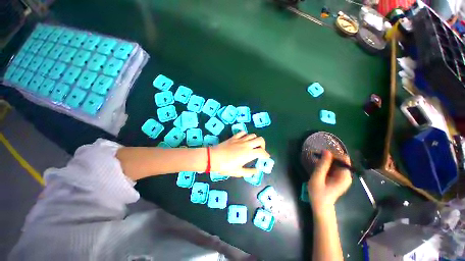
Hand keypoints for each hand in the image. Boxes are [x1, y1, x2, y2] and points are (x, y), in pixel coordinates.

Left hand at [211, 131, 269, 176]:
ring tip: (252, 145)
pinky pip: (243, 132)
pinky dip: (246, 135)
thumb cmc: (226, 166)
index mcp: (249, 154)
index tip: (266, 157)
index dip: (266, 154)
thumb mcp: (238, 172)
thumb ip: (249, 172)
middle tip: (260, 150)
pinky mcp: (234, 137)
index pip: (262, 152)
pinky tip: (243, 139)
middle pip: (260, 139)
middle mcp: (247, 145)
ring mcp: (240, 139)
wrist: (214, 158)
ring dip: (255, 139)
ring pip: (252, 135)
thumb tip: (256, 171)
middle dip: (263, 144)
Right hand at [308, 150, 351, 213]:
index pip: (344, 159)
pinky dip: (327, 165)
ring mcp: (343, 177)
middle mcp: (346, 176)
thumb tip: (326, 150)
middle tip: (317, 159)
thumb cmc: (318, 193)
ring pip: (337, 163)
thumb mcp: (318, 177)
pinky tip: (320, 168)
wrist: (320, 206)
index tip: (322, 154)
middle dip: (329, 158)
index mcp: (345, 176)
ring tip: (317, 164)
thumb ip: (322, 165)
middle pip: (341, 160)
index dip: (334, 154)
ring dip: (327, 161)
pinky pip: (334, 168)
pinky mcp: (338, 179)